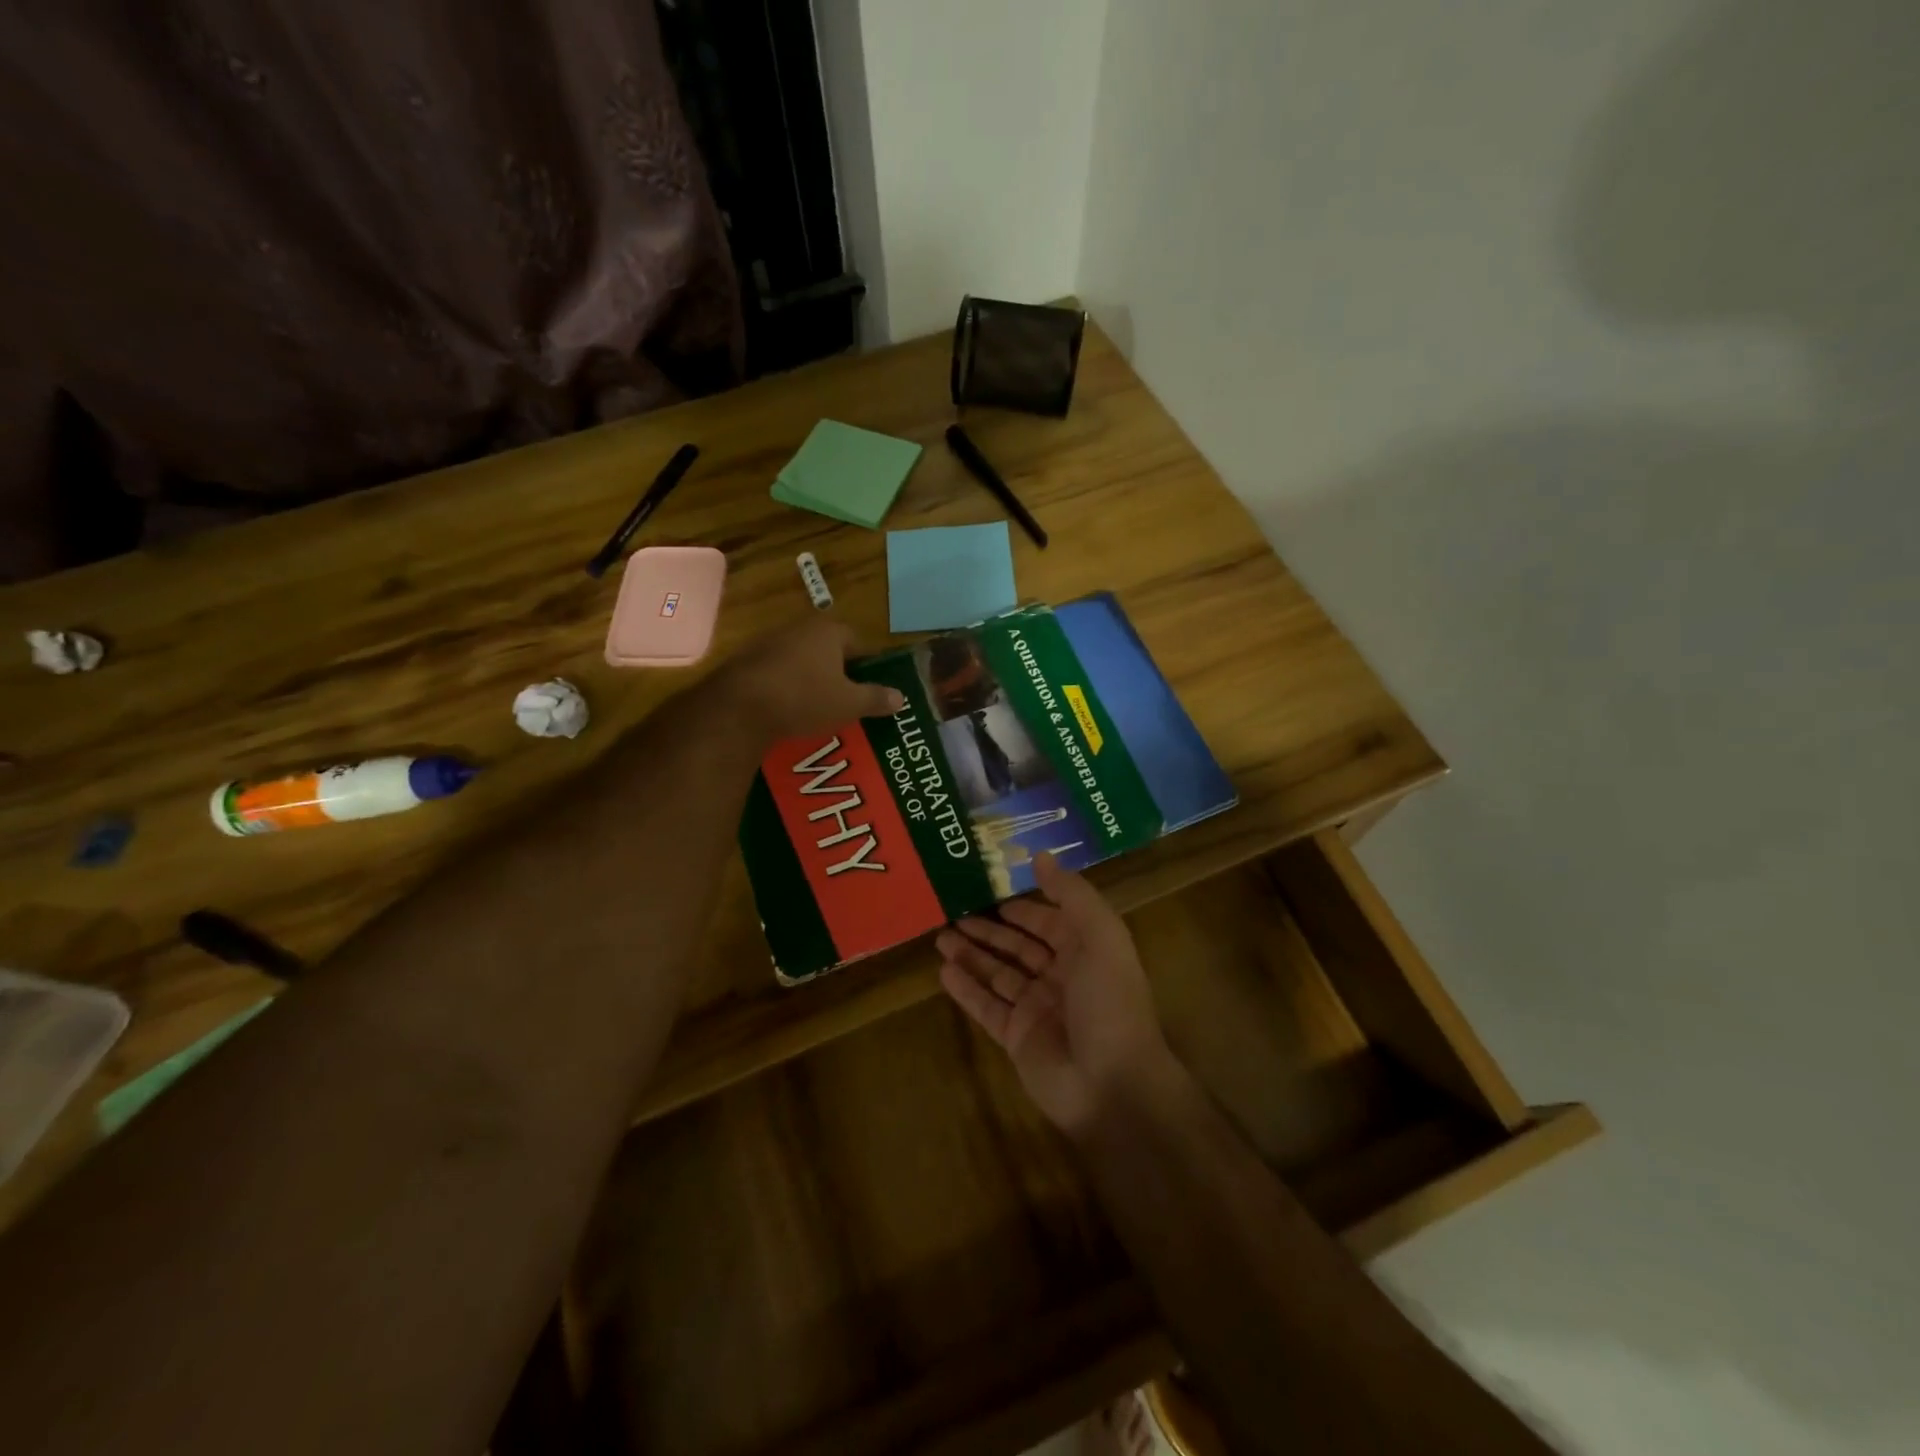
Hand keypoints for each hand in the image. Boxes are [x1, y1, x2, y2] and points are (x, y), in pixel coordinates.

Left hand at [715, 617, 904, 742]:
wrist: (739, 708)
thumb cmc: (804, 698)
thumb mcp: (849, 704)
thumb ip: (876, 698)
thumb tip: (900, 697)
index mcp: (829, 631)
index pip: (859, 642)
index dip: (869, 666)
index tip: (873, 688)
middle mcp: (799, 628)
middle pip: (829, 650)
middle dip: (839, 673)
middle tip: (850, 700)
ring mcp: (769, 643)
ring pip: (802, 661)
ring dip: (811, 680)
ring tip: (821, 709)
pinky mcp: (746, 662)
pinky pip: (777, 674)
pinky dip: (786, 689)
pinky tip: (789, 711)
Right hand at [937, 852, 1181, 1135]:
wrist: (1112, 1084)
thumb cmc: (1109, 1002)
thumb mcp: (1101, 937)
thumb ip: (1072, 895)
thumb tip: (1041, 856)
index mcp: (1086, 952)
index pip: (1049, 922)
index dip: (1024, 908)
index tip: (992, 888)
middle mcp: (1061, 977)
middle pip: (1019, 947)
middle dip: (989, 930)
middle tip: (954, 910)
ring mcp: (1037, 1009)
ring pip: (998, 974)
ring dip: (971, 955)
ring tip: (940, 936)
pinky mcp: (1016, 1037)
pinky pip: (985, 1007)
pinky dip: (965, 988)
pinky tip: (943, 971)